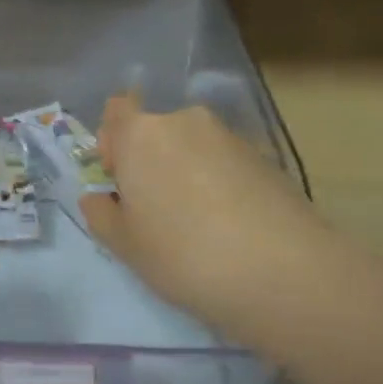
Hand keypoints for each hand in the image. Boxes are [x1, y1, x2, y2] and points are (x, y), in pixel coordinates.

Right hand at [80, 93, 320, 344]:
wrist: (282, 271)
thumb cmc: (182, 254)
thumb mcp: (124, 245)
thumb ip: (100, 214)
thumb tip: (100, 197)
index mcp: (141, 134)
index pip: (115, 112)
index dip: (112, 143)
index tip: (119, 183)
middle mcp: (184, 121)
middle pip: (156, 131)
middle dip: (150, 161)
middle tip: (155, 211)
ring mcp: (229, 137)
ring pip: (192, 147)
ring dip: (186, 173)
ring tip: (197, 224)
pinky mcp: (265, 157)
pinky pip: (224, 163)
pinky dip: (218, 183)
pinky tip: (228, 226)